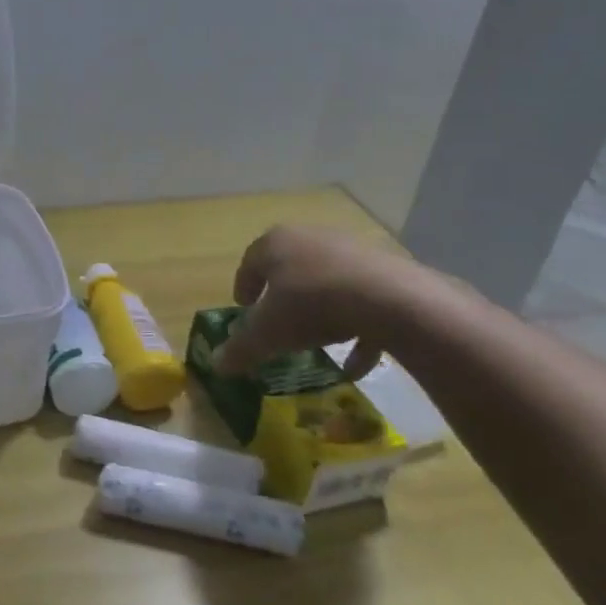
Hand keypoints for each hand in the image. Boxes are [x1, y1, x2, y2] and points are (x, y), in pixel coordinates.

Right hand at [214, 225, 438, 378]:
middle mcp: (311, 238)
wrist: (389, 299)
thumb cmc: (310, 305)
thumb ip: (240, 349)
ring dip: (319, 311)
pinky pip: (362, 301)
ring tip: (316, 342)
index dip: (243, 287)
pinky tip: (354, 364)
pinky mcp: (385, 270)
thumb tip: (217, 366)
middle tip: (277, 323)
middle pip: (290, 268)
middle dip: (282, 296)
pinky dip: (356, 328)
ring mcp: (351, 251)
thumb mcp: (267, 334)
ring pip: (326, 281)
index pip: (250, 262)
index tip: (244, 309)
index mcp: (276, 243)